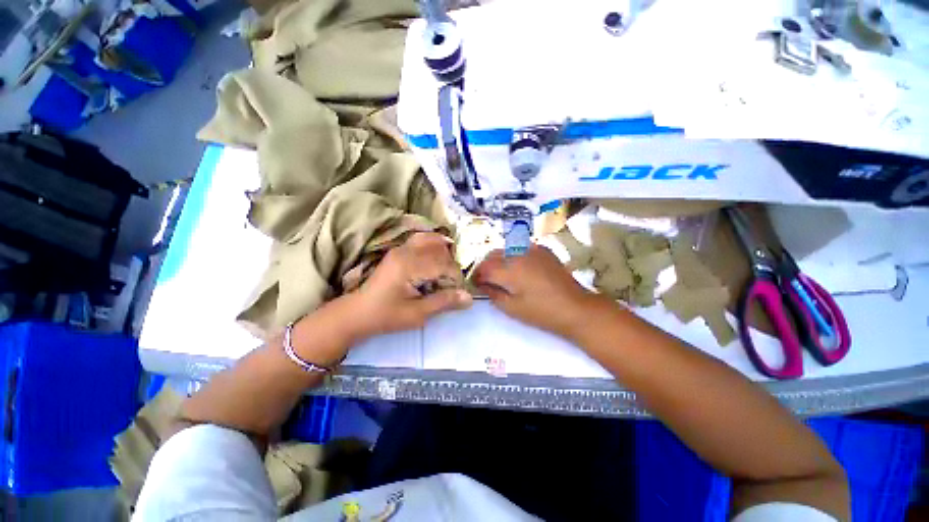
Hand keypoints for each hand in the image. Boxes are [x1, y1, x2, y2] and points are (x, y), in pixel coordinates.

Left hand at [346, 232, 471, 337]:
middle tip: (451, 285)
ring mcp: (401, 248)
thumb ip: (444, 302)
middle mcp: (406, 251)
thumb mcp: (417, 314)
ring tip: (446, 271)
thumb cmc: (387, 315)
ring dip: (444, 254)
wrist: (359, 312)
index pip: (443, 264)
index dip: (455, 278)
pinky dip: (433, 246)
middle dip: (450, 267)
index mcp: (409, 266)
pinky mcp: (399, 250)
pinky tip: (436, 259)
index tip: (458, 292)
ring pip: (432, 240)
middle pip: (440, 250)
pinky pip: (421, 240)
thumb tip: (469, 298)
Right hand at [473, 245, 602, 337]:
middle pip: (492, 255)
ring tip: (500, 273)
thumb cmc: (542, 312)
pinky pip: (520, 248)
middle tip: (485, 280)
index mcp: (510, 270)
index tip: (475, 284)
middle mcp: (518, 254)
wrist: (575, 307)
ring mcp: (532, 249)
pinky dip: (512, 255)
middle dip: (485, 266)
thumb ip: (493, 293)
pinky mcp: (542, 250)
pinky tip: (517, 267)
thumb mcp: (512, 308)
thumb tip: (482, 284)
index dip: (476, 276)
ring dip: (497, 260)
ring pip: (505, 249)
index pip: (484, 268)